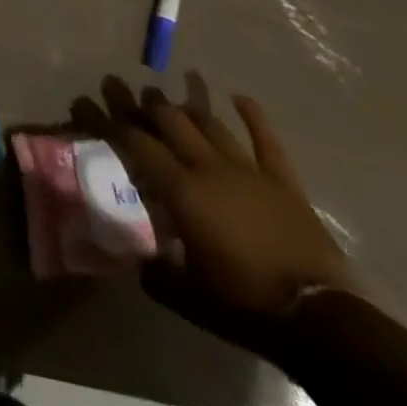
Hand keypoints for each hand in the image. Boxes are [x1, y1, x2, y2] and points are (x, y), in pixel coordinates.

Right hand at [74, 73, 356, 354]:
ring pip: (210, 123)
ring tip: (171, 96)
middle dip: (144, 102)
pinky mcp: (282, 180)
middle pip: (171, 121)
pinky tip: (239, 96)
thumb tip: (140, 260)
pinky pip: (265, 139)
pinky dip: (252, 115)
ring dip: (187, 106)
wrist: (319, 316)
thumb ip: (159, 273)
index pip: (137, 143)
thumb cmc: (246, 304)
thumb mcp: (190, 298)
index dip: (110, 120)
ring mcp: (248, 168)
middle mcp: (209, 167)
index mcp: (182, 190)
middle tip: (125, 89)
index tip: (88, 102)